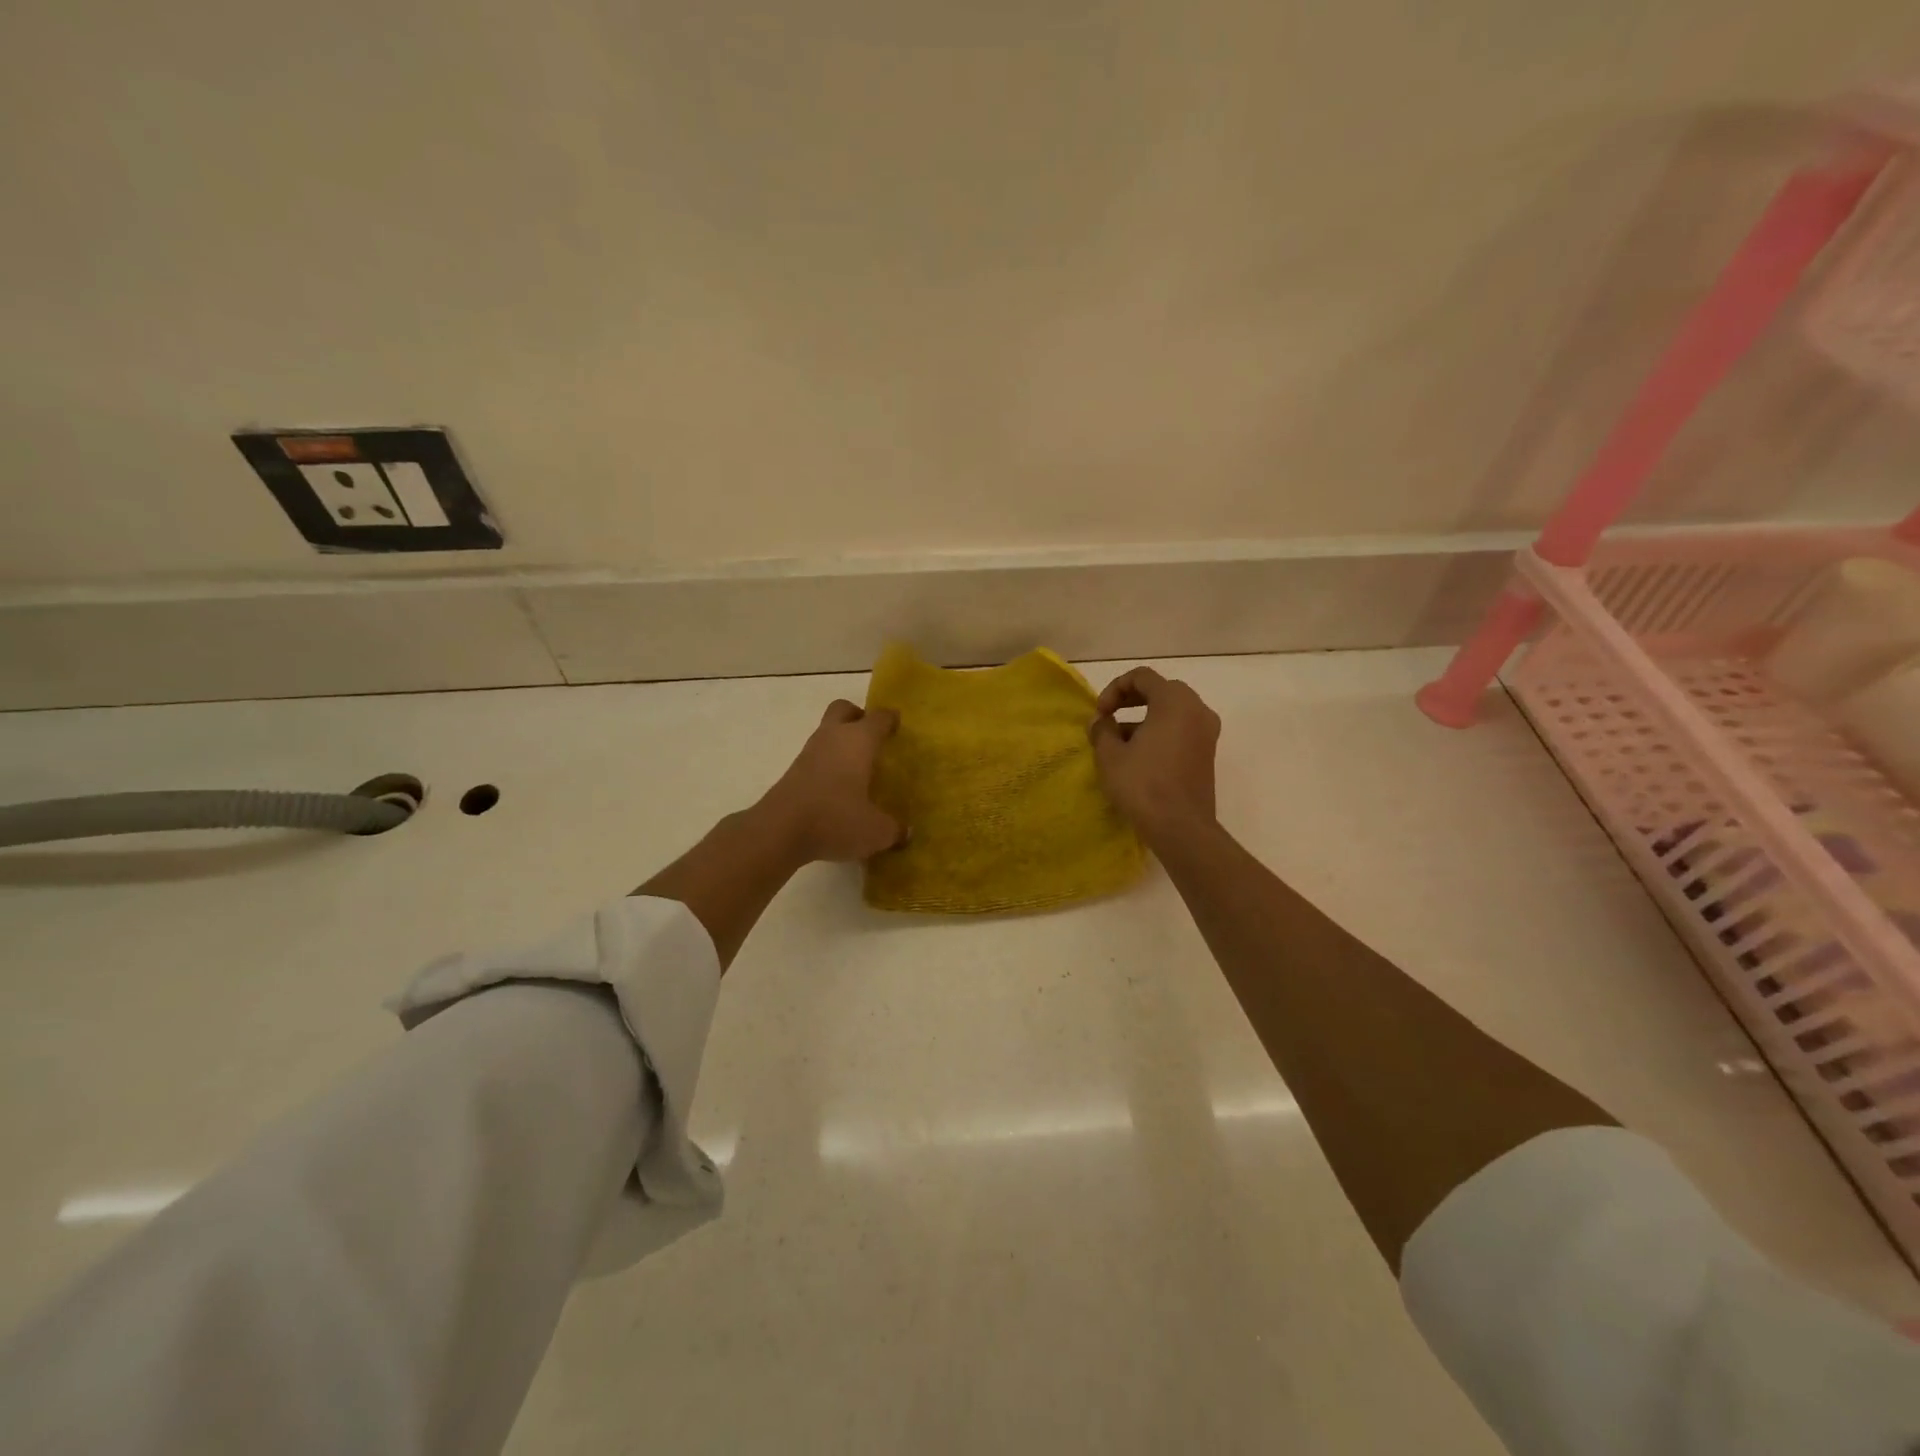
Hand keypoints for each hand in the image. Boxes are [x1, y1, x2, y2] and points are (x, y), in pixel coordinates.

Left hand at [755, 699, 905, 863]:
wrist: (779, 831)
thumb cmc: (836, 819)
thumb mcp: (876, 831)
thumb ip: (895, 829)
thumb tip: (906, 832)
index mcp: (859, 740)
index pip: (879, 718)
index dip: (890, 719)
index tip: (899, 727)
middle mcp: (833, 738)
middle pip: (843, 710)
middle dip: (858, 717)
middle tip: (873, 739)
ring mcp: (809, 753)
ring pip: (827, 733)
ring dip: (841, 743)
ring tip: (858, 768)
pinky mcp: (793, 772)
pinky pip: (817, 757)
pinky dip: (829, 764)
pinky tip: (839, 788)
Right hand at [1088, 667, 1220, 841]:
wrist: (1181, 827)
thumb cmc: (1143, 784)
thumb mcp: (1110, 755)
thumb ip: (1102, 730)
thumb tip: (1101, 721)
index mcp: (1174, 701)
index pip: (1142, 677)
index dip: (1115, 689)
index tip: (1100, 713)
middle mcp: (1197, 709)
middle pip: (1160, 690)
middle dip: (1130, 701)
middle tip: (1109, 720)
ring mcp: (1207, 732)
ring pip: (1172, 712)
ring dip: (1144, 719)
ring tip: (1119, 743)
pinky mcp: (1208, 753)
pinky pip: (1181, 730)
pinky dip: (1160, 733)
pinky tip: (1139, 757)